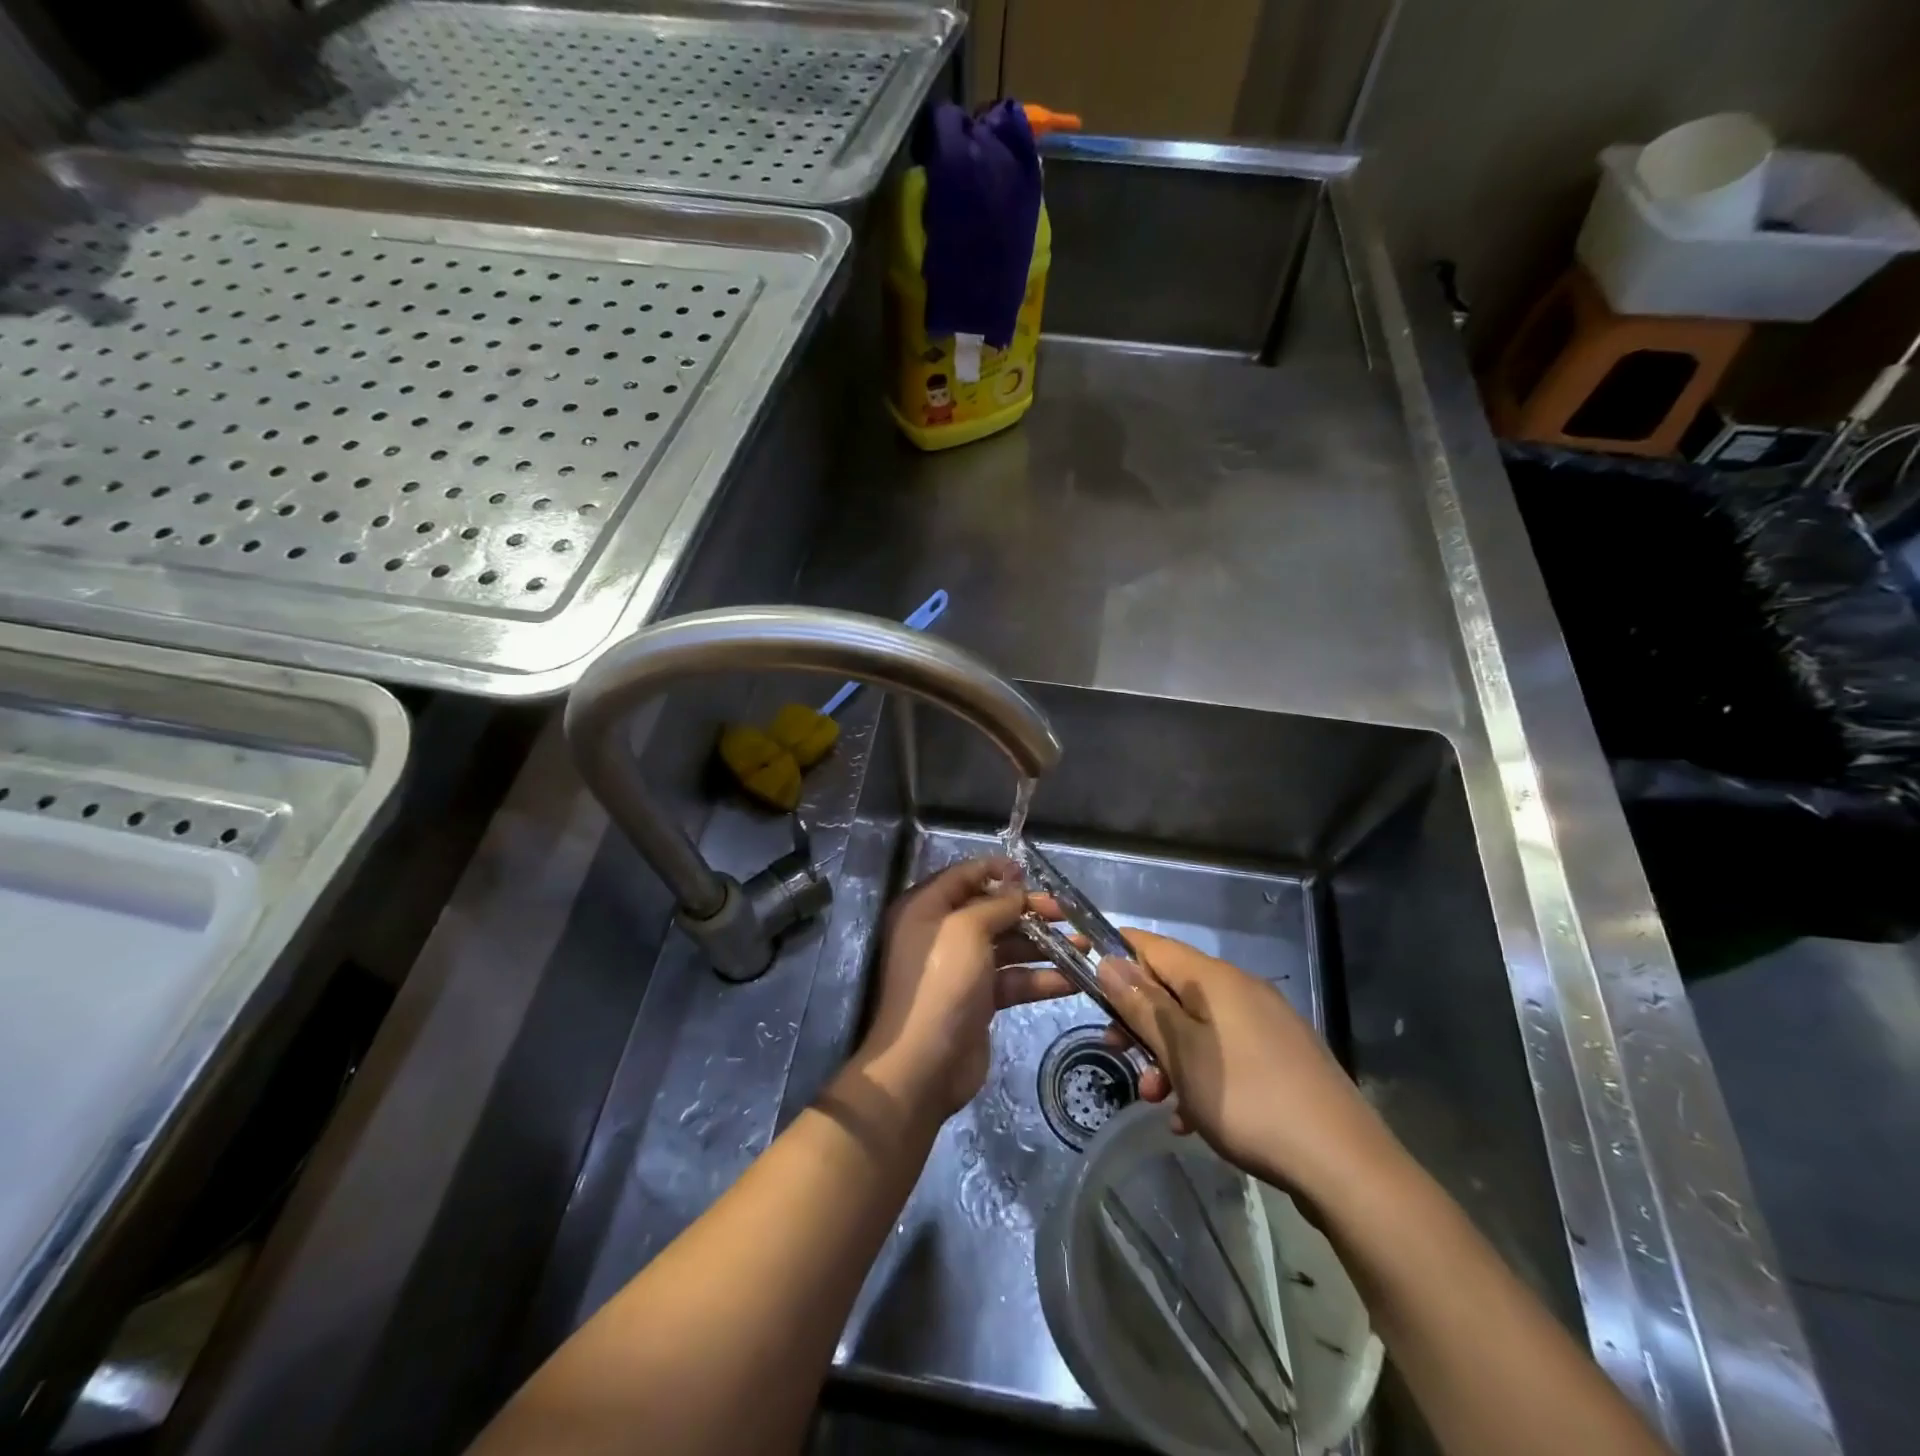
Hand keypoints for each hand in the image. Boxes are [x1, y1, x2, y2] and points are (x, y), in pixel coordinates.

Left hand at [851, 857, 1072, 1124]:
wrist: (924, 1063)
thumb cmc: (942, 982)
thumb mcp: (967, 930)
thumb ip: (996, 904)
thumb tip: (1016, 887)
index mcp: (926, 908)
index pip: (963, 876)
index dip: (995, 871)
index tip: (1029, 873)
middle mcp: (941, 933)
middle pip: (991, 911)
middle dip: (1029, 910)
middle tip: (1066, 912)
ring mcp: (961, 968)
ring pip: (1008, 946)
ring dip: (1044, 945)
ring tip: (1084, 945)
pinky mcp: (979, 999)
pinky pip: (1014, 979)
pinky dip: (1041, 978)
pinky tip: (1074, 980)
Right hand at [1096, 929, 1401, 1198]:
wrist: (1345, 1165)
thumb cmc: (1248, 1099)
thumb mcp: (1181, 1053)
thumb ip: (1142, 1005)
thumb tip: (1109, 961)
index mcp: (1215, 979)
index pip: (1153, 946)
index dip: (1117, 956)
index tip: (1087, 982)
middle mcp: (1242, 990)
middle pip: (1173, 989)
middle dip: (1140, 1020)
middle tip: (1116, 1052)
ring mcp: (1266, 1025)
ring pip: (1197, 1026)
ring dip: (1167, 1055)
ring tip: (1156, 1098)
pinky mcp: (1282, 1059)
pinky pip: (1225, 1054)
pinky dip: (1200, 1075)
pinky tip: (1192, 1118)